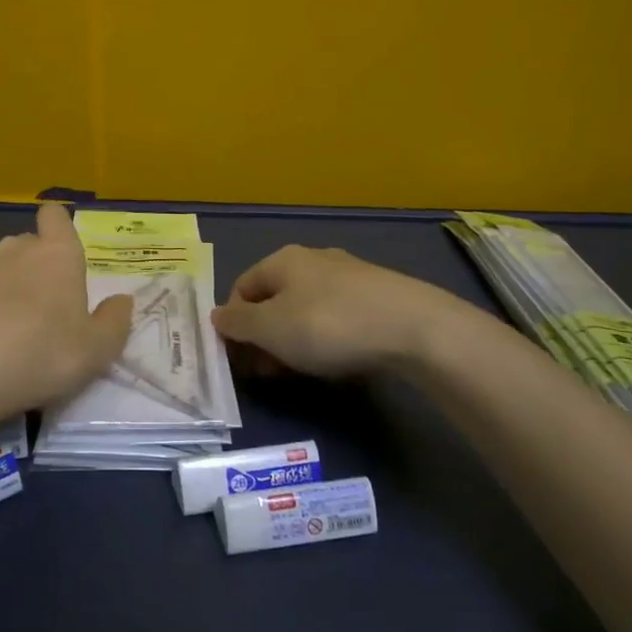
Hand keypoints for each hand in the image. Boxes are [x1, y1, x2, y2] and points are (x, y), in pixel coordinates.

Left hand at [0, 202, 132, 421]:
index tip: (62, 255)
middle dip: (37, 266)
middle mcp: (16, 246)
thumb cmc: (40, 356)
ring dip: (6, 282)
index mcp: (57, 253)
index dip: (59, 227)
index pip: (56, 215)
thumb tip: (122, 300)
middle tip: (44, 310)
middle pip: (30, 243)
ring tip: (7, 324)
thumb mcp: (96, 350)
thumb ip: (115, 321)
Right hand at [212, 245, 492, 379]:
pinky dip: (328, 338)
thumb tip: (217, 317)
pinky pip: (337, 317)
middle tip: (271, 371)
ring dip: (295, 341)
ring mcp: (348, 275)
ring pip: (306, 309)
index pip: (241, 288)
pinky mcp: (377, 295)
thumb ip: (238, 324)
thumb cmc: (328, 325)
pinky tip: (339, 359)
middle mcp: (313, 259)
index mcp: (282, 260)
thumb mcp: (270, 329)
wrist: (413, 328)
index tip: (242, 359)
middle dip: (266, 336)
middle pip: (274, 299)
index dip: (234, 324)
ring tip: (304, 371)